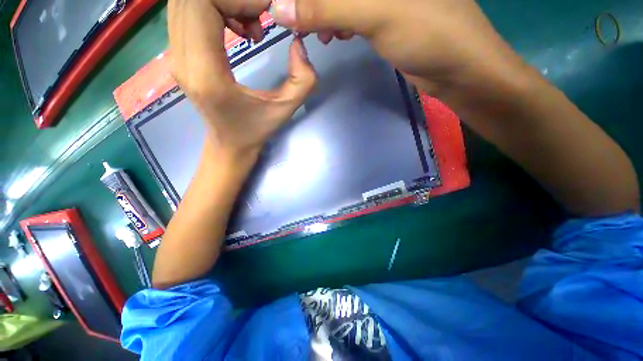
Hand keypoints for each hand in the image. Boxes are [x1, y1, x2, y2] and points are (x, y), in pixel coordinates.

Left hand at [167, 0, 316, 156]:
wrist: (229, 144)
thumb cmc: (255, 130)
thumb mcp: (286, 109)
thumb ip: (303, 80)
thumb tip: (297, 42)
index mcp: (206, 73)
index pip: (202, 2)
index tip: (267, 12)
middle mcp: (181, 58)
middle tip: (259, 16)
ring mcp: (174, 54)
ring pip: (186, 0)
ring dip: (223, 2)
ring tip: (249, 24)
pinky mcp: (178, 53)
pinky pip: (188, 12)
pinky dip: (214, 8)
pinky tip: (237, 28)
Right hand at [273, 0, 524, 94]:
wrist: (456, 66)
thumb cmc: (427, 33)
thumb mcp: (374, 13)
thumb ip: (326, 7)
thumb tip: (280, 8)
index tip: (288, 7)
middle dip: (313, 3)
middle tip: (303, 25)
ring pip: (341, 0)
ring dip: (324, 14)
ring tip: (321, 34)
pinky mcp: (383, 13)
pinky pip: (351, 12)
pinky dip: (338, 22)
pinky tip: (336, 36)